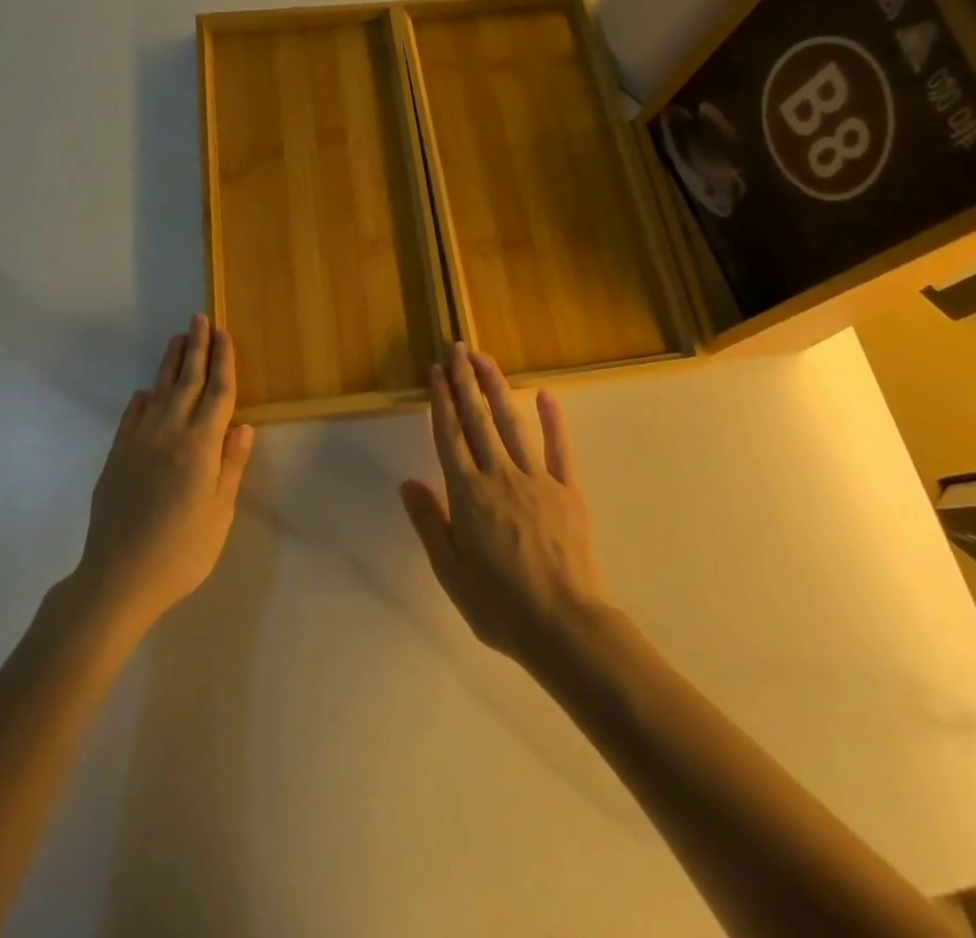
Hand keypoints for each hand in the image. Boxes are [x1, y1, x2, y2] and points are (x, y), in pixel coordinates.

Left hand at [75, 314, 254, 633]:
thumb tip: (242, 427)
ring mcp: (138, 443)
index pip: (217, 394)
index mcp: (200, 447)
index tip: (225, 335)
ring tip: (178, 339)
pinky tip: (146, 391)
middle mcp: (169, 434)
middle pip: (187, 382)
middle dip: (197, 348)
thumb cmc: (181, 551)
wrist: (117, 578)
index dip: (223, 362)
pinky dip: (142, 399)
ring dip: (170, 363)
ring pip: (159, 392)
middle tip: (200, 318)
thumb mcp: (219, 513)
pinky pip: (132, 416)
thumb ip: (230, 466)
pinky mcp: (116, 457)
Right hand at [401, 345, 607, 670]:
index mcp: (467, 494)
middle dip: (465, 380)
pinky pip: (559, 447)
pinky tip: (545, 394)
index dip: (441, 401)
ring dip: (497, 387)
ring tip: (485, 358)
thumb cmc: (499, 605)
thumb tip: (408, 483)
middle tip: (457, 348)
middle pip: (477, 419)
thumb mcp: (450, 572)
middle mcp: (499, 475)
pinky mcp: (568, 489)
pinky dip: (553, 419)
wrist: (563, 626)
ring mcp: (536, 478)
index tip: (435, 371)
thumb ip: (429, 523)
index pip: (449, 436)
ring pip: (512, 423)